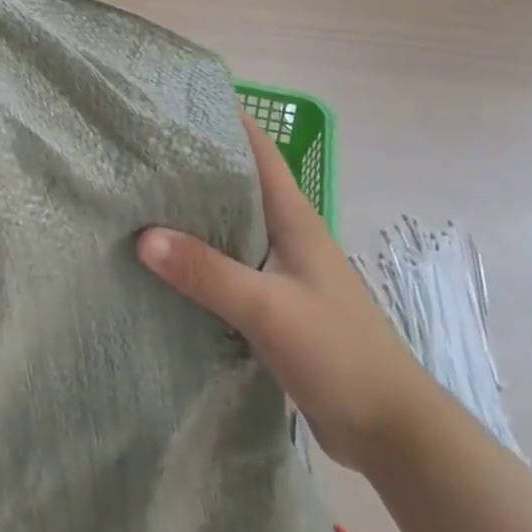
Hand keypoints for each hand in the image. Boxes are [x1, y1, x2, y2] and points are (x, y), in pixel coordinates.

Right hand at [138, 111, 432, 471]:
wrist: (389, 430)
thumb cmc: (338, 352)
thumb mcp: (268, 308)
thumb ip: (208, 272)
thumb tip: (143, 236)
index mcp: (293, 216)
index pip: (257, 149)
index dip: (224, 118)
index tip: (176, 101)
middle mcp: (285, 232)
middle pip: (236, 183)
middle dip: (195, 162)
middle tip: (141, 147)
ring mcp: (280, 268)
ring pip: (229, 225)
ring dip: (193, 211)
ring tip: (141, 194)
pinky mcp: (272, 302)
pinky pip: (227, 264)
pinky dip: (198, 255)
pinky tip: (164, 259)